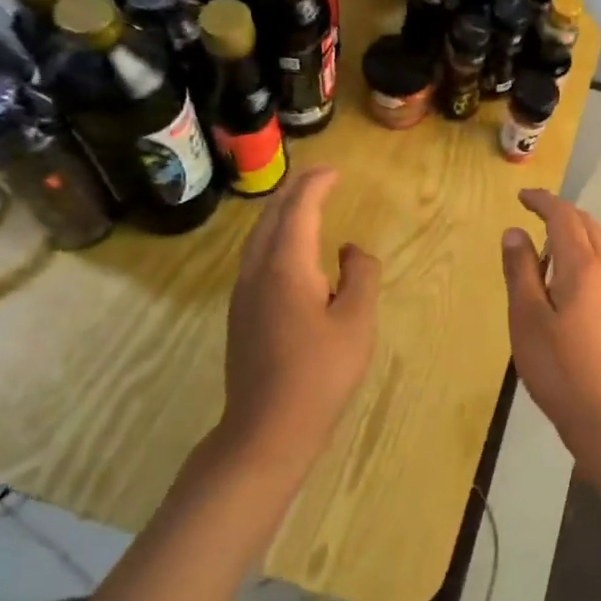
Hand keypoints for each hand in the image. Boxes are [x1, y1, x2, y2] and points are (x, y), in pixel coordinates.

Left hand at [221, 167, 379, 472]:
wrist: (266, 429)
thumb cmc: (320, 374)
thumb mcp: (357, 323)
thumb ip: (360, 276)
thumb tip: (350, 251)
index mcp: (286, 267)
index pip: (298, 210)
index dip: (316, 185)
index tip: (335, 171)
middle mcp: (257, 272)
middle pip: (271, 218)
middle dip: (294, 192)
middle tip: (320, 178)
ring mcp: (243, 294)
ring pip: (258, 238)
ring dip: (280, 213)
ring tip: (303, 204)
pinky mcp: (241, 314)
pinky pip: (255, 258)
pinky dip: (273, 237)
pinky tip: (288, 251)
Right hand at [500, 189, 600, 468]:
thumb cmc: (561, 368)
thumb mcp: (528, 319)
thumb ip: (521, 272)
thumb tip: (515, 232)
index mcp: (584, 266)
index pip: (564, 217)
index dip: (543, 201)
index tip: (522, 196)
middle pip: (587, 225)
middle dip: (561, 212)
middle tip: (534, 213)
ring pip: (600, 245)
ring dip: (575, 233)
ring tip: (546, 245)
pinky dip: (584, 255)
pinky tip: (568, 280)